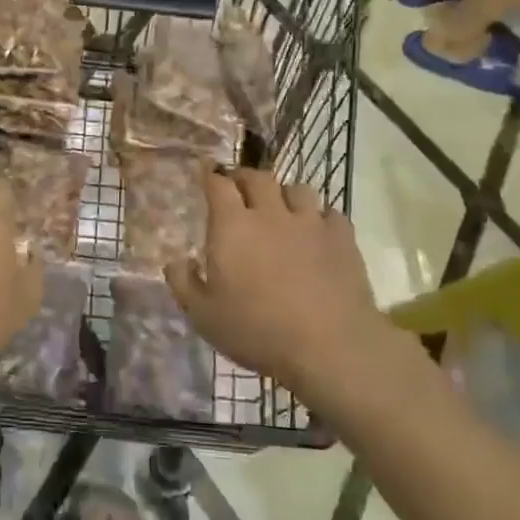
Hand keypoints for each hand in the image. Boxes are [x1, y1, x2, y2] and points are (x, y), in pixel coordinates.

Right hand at [166, 169, 386, 402]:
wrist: (330, 347)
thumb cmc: (258, 331)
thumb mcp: (204, 316)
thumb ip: (183, 284)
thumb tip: (176, 261)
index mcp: (233, 226)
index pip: (219, 184)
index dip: (211, 175)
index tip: (206, 173)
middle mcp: (271, 214)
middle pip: (258, 178)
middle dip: (245, 178)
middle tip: (239, 189)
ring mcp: (310, 223)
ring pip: (297, 189)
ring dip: (284, 194)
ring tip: (281, 208)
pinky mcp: (343, 238)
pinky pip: (330, 214)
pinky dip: (320, 218)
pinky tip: (318, 233)